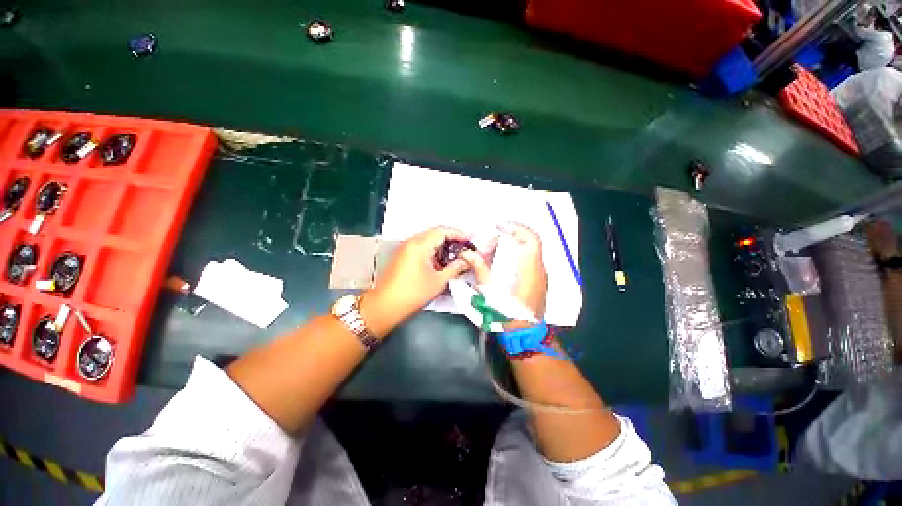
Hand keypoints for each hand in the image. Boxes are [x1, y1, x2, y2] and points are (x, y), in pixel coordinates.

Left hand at [360, 227, 471, 336]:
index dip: (459, 234)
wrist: (384, 306)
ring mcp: (405, 248)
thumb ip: (455, 267)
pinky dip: (433, 251)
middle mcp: (411, 242)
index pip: (443, 231)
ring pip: (428, 240)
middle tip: (466, 248)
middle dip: (452, 239)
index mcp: (420, 245)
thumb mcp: (438, 281)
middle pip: (435, 233)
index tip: (471, 239)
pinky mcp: (402, 256)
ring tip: (456, 255)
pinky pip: (421, 247)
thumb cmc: (413, 293)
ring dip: (442, 246)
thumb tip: (467, 260)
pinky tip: (441, 261)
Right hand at [460, 223, 546, 319]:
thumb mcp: (489, 291)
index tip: (501, 225)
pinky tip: (505, 262)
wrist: (524, 333)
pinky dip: (518, 255)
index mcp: (529, 270)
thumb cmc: (507, 314)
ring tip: (498, 247)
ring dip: (516, 245)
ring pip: (531, 251)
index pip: (531, 240)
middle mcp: (539, 270)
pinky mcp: (538, 281)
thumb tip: (467, 254)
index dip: (517, 228)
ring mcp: (540, 276)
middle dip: (513, 235)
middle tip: (496, 235)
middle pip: (530, 243)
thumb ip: (480, 269)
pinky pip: (530, 261)